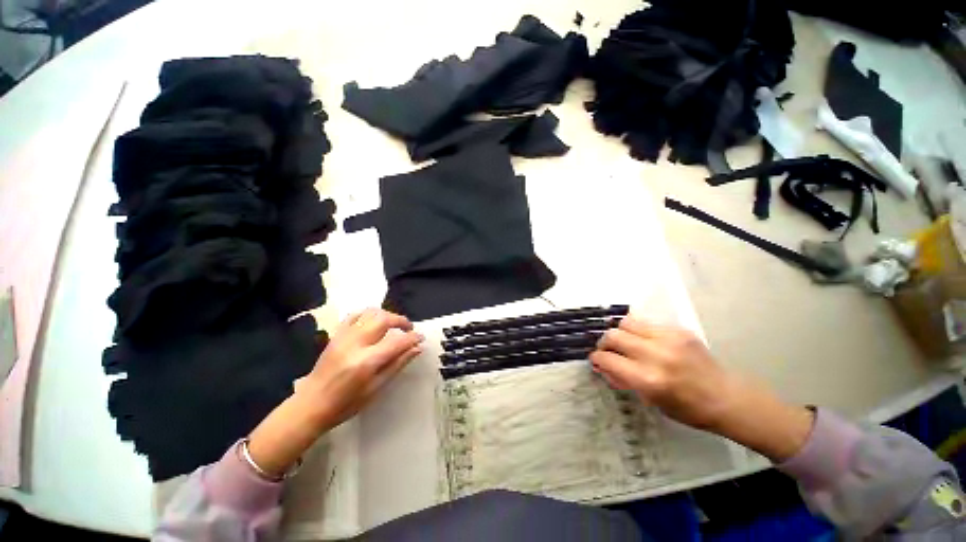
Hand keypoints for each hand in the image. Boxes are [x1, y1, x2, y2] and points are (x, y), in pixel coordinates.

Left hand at [300, 308, 423, 429]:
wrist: (310, 405)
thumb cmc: (346, 403)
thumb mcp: (377, 387)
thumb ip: (398, 364)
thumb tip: (417, 348)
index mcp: (367, 361)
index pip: (397, 342)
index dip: (413, 338)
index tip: (421, 338)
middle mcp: (355, 344)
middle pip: (384, 319)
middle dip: (401, 320)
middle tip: (409, 329)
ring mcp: (343, 337)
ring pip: (370, 313)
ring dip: (386, 315)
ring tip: (393, 325)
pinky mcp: (336, 335)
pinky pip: (354, 315)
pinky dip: (368, 315)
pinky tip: (373, 323)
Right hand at [590, 316, 813, 461]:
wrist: (728, 398)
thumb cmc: (688, 409)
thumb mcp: (651, 401)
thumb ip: (625, 380)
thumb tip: (604, 366)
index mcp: (649, 379)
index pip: (608, 359)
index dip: (597, 359)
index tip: (596, 360)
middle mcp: (656, 354)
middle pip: (613, 335)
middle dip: (604, 343)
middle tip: (608, 350)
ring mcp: (669, 338)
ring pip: (627, 322)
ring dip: (620, 332)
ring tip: (624, 342)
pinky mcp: (679, 330)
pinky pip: (646, 322)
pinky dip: (637, 330)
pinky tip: (643, 340)